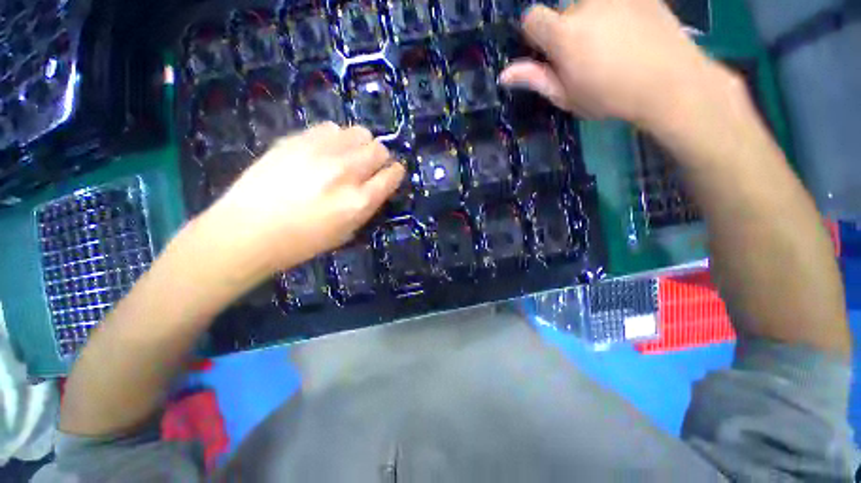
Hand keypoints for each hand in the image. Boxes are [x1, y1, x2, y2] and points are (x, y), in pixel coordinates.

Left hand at [203, 122, 403, 278]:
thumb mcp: (346, 232)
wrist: (248, 230)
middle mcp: (346, 172)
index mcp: (359, 201)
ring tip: (349, 156)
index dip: (396, 172)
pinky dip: (337, 138)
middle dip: (380, 157)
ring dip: (361, 145)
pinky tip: (326, 151)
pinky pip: (331, 128)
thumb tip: (376, 185)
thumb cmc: (302, 241)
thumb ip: (367, 206)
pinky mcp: (298, 140)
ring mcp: (321, 152)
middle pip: (379, 149)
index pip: (392, 175)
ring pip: (359, 133)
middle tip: (370, 166)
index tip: (393, 172)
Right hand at [499, 0, 734, 129]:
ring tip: (612, 44)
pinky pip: (615, 2)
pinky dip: (615, 12)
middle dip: (567, 30)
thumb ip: (535, 79)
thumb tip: (504, 74)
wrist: (669, 82)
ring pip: (589, 5)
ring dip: (592, 19)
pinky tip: (630, 32)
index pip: (532, 18)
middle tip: (586, 56)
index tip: (547, 53)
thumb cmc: (609, 96)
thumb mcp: (566, 96)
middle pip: (563, 12)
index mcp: (564, 34)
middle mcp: (585, 4)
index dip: (534, 35)